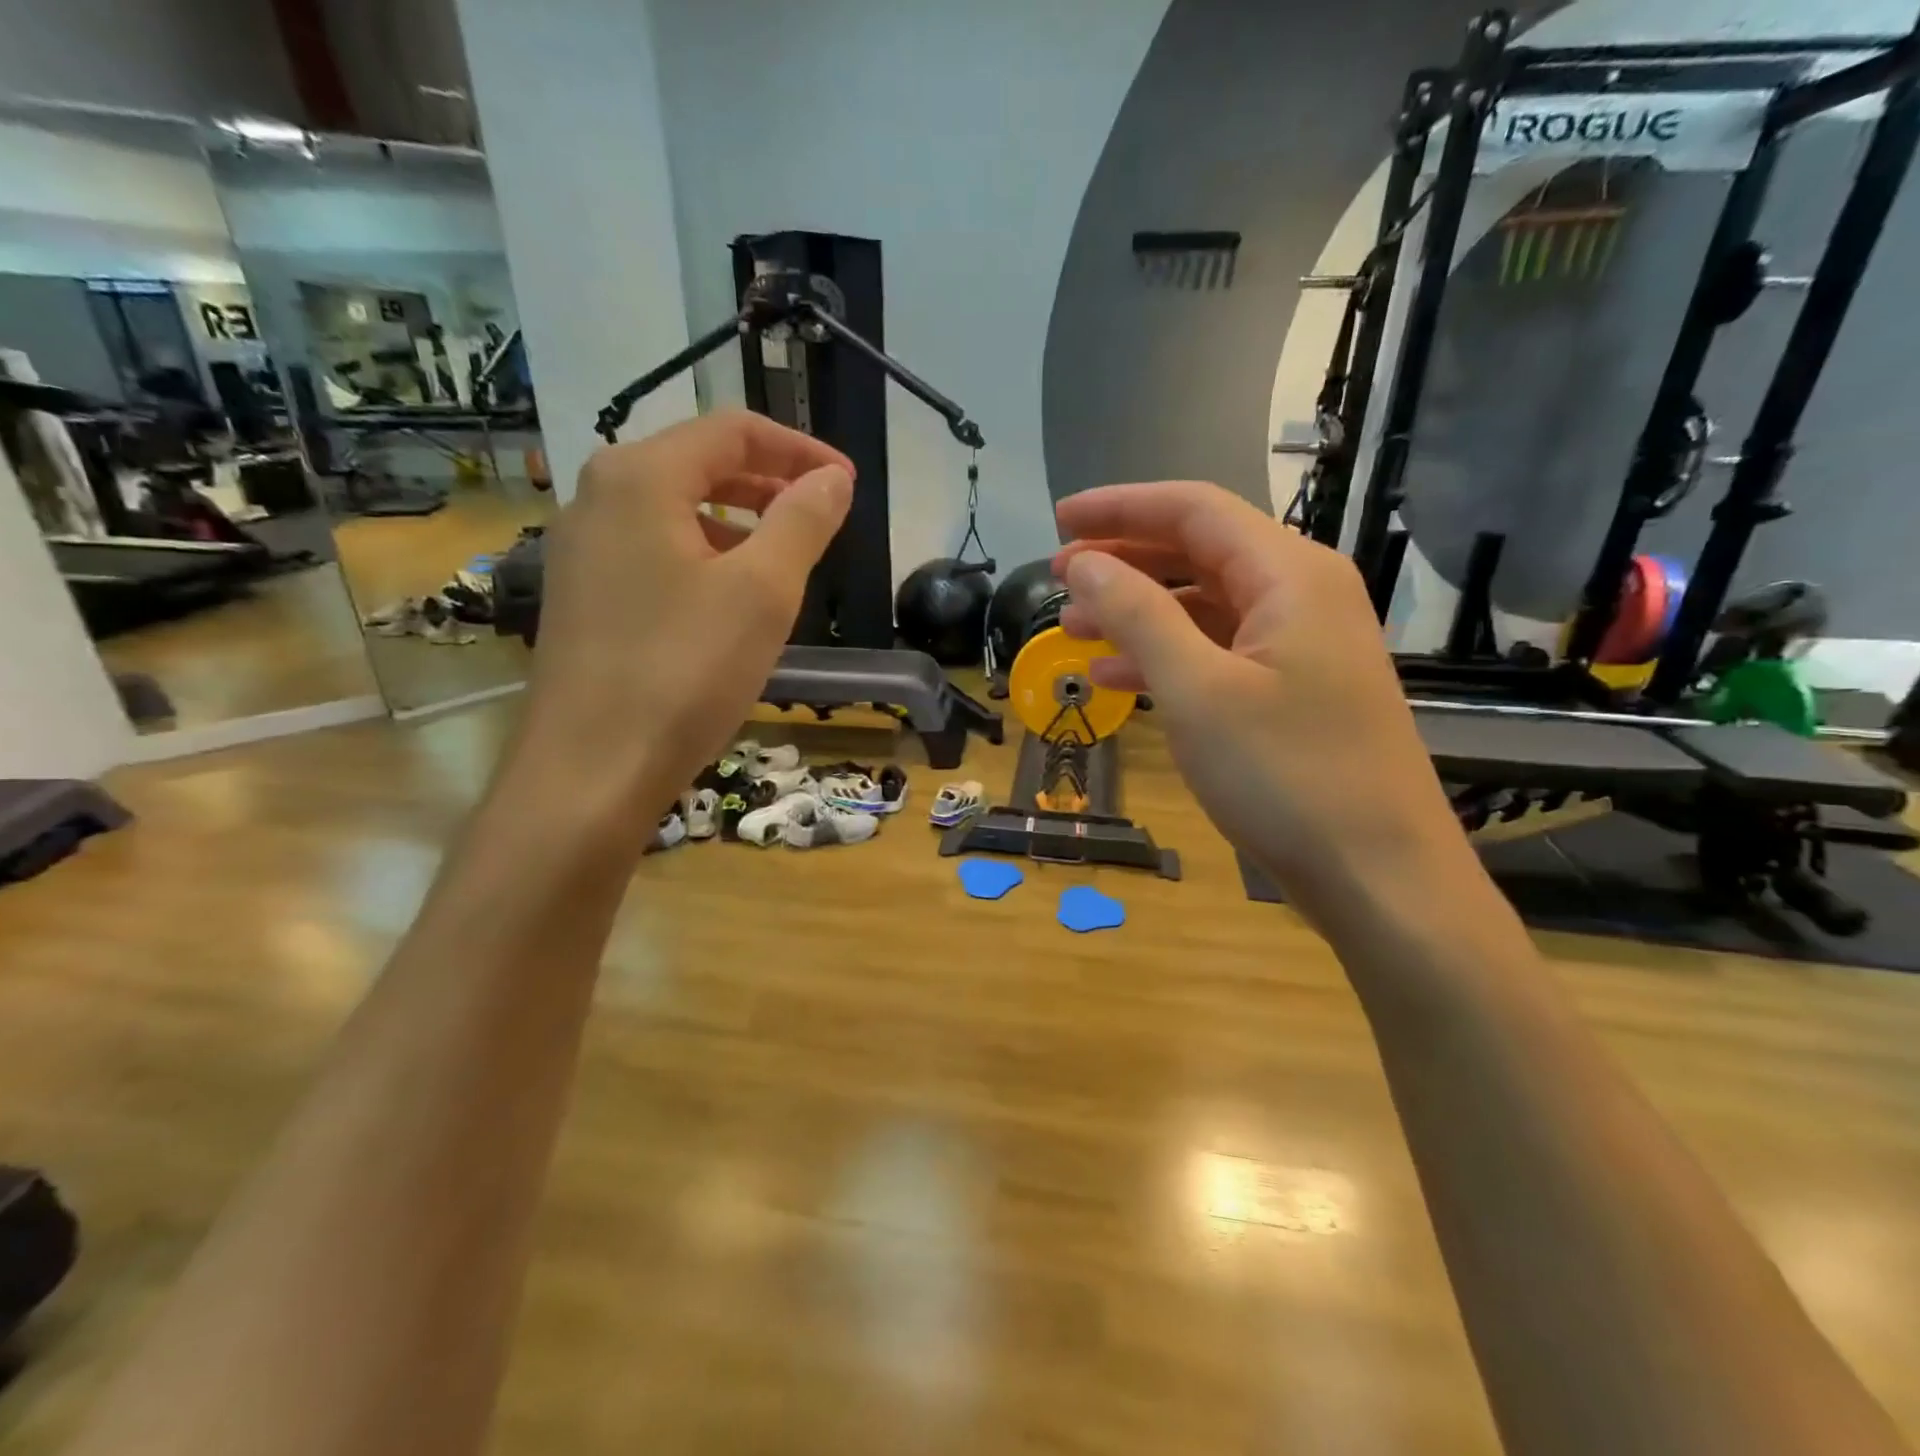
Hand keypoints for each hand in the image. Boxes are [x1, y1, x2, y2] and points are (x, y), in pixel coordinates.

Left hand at [515, 412, 852, 832]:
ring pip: (675, 511)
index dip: (799, 449)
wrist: (591, 770)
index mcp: (640, 477)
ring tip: (785, 559)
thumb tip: (832, 479)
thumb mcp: (762, 592)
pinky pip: (654, 551)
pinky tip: (731, 600)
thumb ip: (802, 522)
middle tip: (823, 515)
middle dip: (769, 483)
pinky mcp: (582, 595)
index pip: (731, 430)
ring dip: (738, 522)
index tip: (848, 483)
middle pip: (698, 464)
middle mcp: (598, 497)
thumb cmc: (684, 671)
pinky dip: (704, 556)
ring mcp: (582, 549)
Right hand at [1053, 481, 1464, 915]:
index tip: (1059, 519)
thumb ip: (1137, 614)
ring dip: (1138, 612)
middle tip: (1058, 577)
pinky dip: (1166, 657)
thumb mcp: (1196, 690)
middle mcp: (1301, 595)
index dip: (1120, 508)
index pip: (1194, 510)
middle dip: (1124, 560)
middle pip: (1199, 552)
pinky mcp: (1294, 691)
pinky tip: (1115, 679)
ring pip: (1204, 606)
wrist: (1378, 876)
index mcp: (1289, 574)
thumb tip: (1083, 562)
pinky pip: (1219, 652)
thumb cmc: (1285, 775)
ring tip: (1073, 630)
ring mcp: (1301, 646)